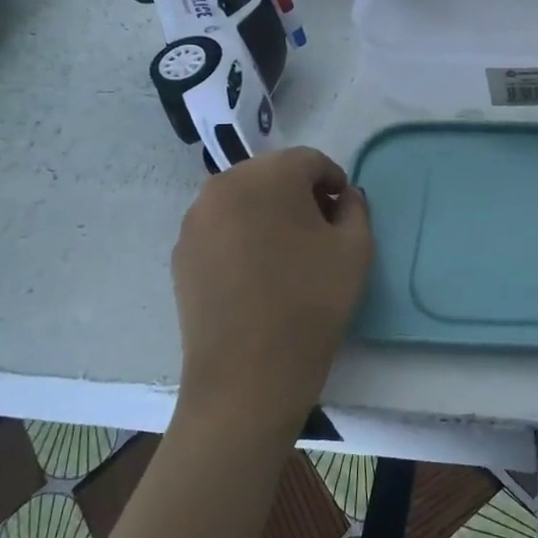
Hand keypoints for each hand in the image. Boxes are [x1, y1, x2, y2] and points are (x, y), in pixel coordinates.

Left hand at [171, 147, 372, 437]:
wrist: (247, 376)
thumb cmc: (310, 303)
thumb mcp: (355, 249)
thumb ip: (356, 208)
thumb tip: (343, 198)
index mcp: (268, 175)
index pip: (310, 161)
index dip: (334, 183)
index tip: (345, 214)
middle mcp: (223, 185)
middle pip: (272, 175)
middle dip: (299, 195)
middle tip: (320, 232)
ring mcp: (195, 220)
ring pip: (243, 200)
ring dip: (269, 214)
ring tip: (287, 255)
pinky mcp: (181, 253)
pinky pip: (221, 228)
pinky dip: (242, 236)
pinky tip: (257, 274)